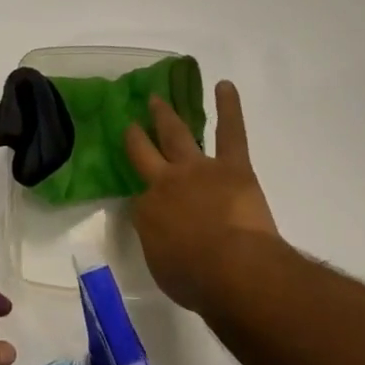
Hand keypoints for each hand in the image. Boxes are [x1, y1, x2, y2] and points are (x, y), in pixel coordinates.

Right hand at [126, 80, 286, 311]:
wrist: (232, 269)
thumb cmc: (195, 279)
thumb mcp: (162, 266)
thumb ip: (160, 244)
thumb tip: (165, 234)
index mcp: (146, 210)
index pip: (141, 198)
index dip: (145, 198)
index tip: (147, 200)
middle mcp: (165, 182)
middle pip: (146, 153)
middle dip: (138, 137)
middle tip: (131, 122)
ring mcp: (197, 169)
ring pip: (178, 135)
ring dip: (167, 115)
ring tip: (158, 99)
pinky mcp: (232, 166)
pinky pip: (230, 132)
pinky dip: (229, 107)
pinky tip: (224, 85)